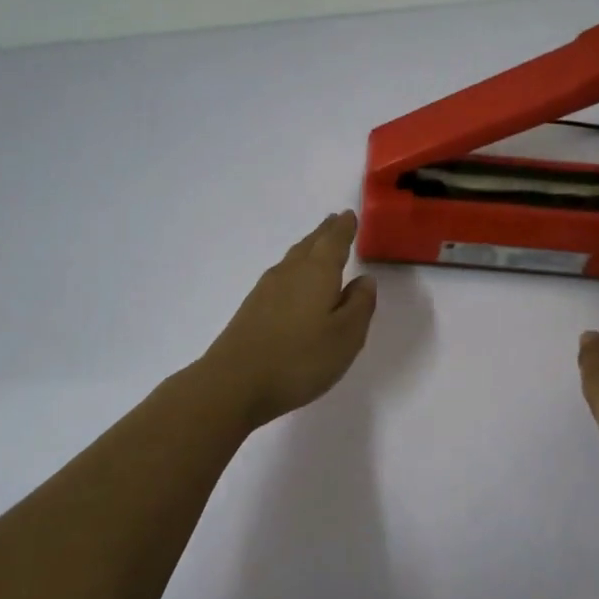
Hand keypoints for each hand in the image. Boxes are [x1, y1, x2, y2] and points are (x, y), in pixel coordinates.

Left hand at [201, 212, 377, 427]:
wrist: (234, 383)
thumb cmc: (299, 359)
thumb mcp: (346, 336)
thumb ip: (359, 305)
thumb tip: (364, 280)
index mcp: (317, 273)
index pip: (334, 241)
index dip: (344, 228)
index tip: (349, 215)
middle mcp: (289, 273)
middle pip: (310, 245)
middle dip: (325, 233)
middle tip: (335, 221)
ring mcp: (266, 291)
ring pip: (293, 260)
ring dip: (308, 250)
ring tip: (318, 246)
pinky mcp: (251, 310)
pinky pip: (280, 278)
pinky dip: (294, 271)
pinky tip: (293, 284)